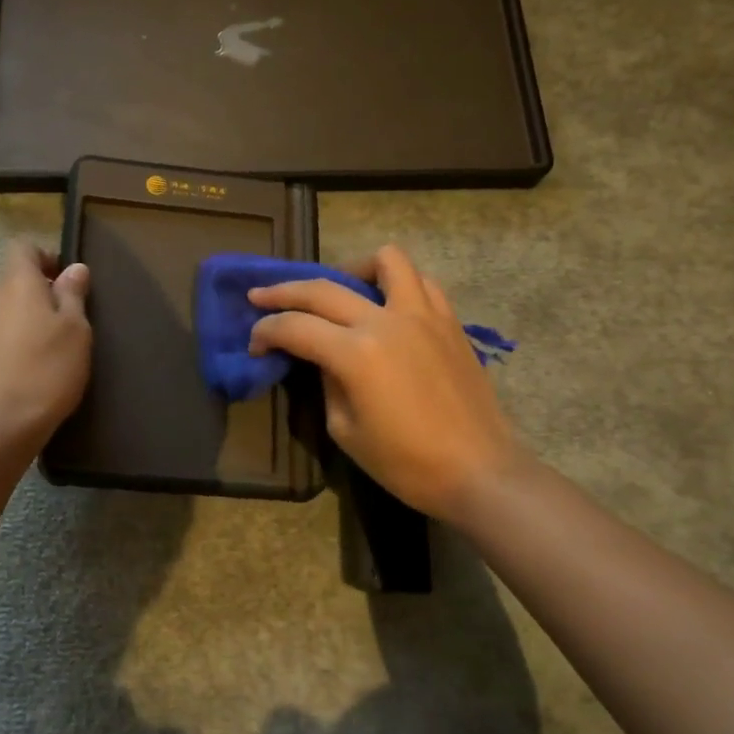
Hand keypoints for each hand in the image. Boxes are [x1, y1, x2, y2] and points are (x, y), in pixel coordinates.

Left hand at [0, 240, 91, 451]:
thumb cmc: (46, 370)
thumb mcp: (76, 331)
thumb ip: (73, 295)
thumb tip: (74, 268)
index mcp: (15, 282)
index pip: (23, 248)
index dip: (45, 257)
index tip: (67, 281)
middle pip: (13, 281)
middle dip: (38, 294)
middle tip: (66, 322)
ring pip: (4, 311)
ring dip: (25, 321)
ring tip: (50, 351)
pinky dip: (13, 345)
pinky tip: (31, 371)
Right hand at [247, 245, 531, 523]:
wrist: (480, 473)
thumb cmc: (407, 464)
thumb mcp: (345, 430)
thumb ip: (327, 383)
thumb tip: (323, 358)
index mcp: (355, 353)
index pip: (294, 327)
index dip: (265, 332)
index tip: (254, 344)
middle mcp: (386, 321)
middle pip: (322, 288)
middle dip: (282, 292)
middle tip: (261, 297)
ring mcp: (423, 315)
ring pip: (385, 261)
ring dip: (352, 269)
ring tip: (341, 290)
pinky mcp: (449, 322)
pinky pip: (421, 283)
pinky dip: (397, 284)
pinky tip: (387, 307)